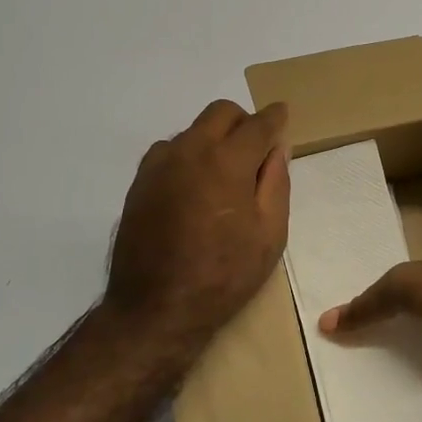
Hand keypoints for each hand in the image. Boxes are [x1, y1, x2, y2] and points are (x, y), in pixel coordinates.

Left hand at [105, 99, 289, 345]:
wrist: (156, 308)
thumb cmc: (224, 276)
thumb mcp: (269, 235)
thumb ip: (276, 183)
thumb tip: (278, 149)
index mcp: (227, 162)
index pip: (257, 125)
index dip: (275, 117)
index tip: (282, 114)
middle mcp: (190, 151)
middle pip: (220, 113)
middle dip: (243, 122)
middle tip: (256, 149)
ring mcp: (159, 165)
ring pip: (192, 131)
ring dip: (213, 140)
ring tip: (224, 177)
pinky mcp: (139, 183)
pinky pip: (169, 152)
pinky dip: (189, 157)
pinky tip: (195, 189)